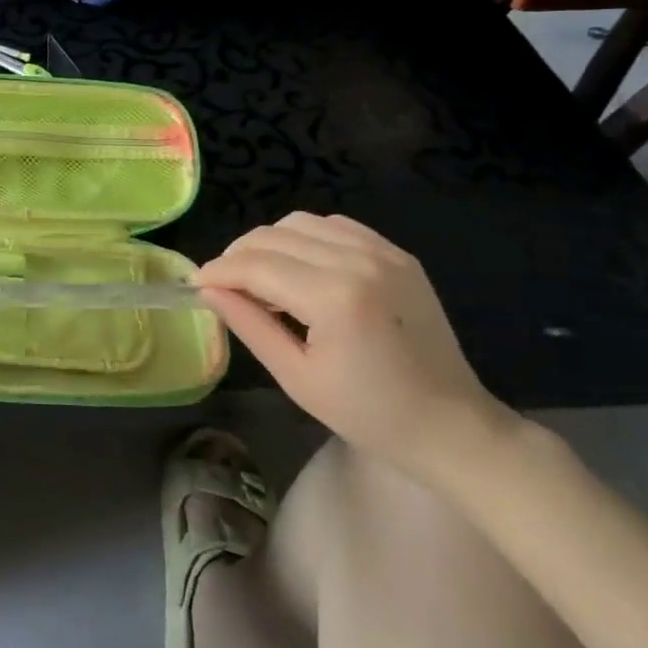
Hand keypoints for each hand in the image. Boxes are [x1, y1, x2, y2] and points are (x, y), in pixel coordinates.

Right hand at [195, 213, 512, 478]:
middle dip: (238, 255)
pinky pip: (334, 226)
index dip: (218, 271)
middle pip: (273, 235)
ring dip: (269, 243)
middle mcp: (358, 261)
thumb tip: (209, 289)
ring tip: (261, 277)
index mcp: (335, 297)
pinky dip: (305, 238)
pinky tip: (300, 268)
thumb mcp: (297, 377)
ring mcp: (383, 252)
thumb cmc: (369, 414)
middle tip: (224, 286)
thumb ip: (249, 324)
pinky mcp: (397, 253)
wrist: (452, 425)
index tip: (196, 284)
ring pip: (299, 222)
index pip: (256, 265)